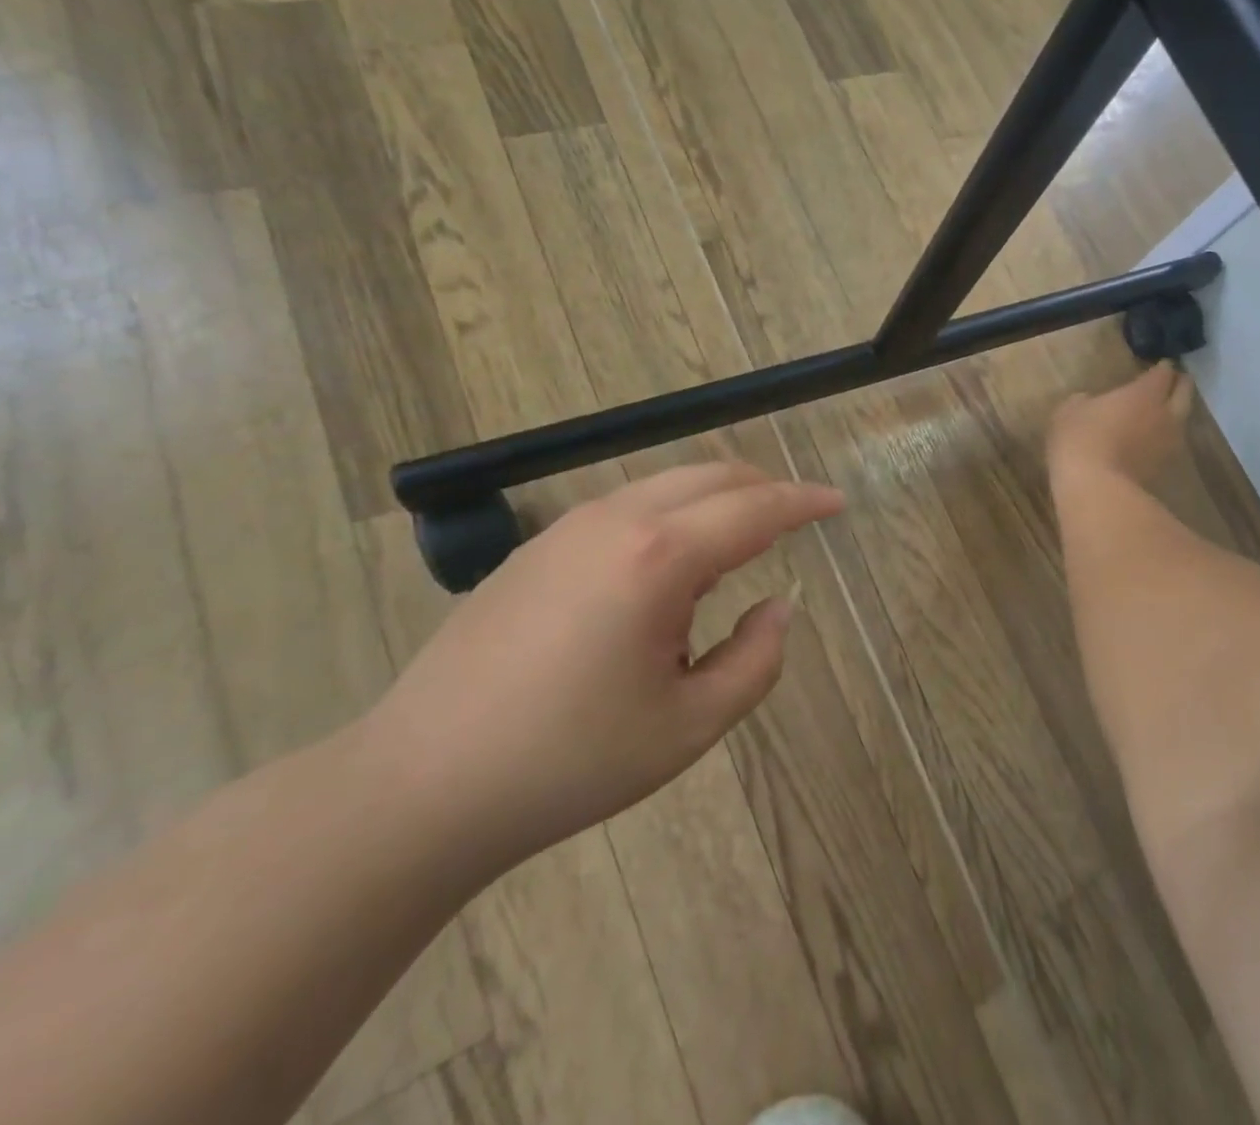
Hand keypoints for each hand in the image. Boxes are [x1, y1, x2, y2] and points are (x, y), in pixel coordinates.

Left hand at [362, 464, 844, 871]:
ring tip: (737, 552)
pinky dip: (673, 515)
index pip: (756, 509)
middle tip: (798, 522)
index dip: (805, 502)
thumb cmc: (568, 763)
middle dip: (765, 489)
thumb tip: (778, 607)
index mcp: (660, 557)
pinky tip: (668, 571)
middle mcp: (617, 520)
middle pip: (713, 475)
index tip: (838, 504)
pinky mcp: (538, 546)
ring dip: (717, 501)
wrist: (421, 783)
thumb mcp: (688, 727)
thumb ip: (755, 661)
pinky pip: (629, 506)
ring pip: (668, 485)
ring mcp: (570, 526)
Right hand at [1048, 361, 1194, 484]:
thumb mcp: (1069, 411)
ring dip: (1173, 415)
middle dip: (1179, 385)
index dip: (1161, 368)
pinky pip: (1168, 446)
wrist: (1096, 490)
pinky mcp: (1164, 470)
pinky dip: (1161, 440)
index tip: (1158, 365)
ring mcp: (1169, 444)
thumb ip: (1085, 401)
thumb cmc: (1081, 440)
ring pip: (1180, 422)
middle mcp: (1166, 414)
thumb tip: (1090, 402)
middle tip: (1172, 382)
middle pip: (1184, 394)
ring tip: (1161, 413)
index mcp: (1145, 393)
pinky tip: (1148, 442)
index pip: (1163, 373)